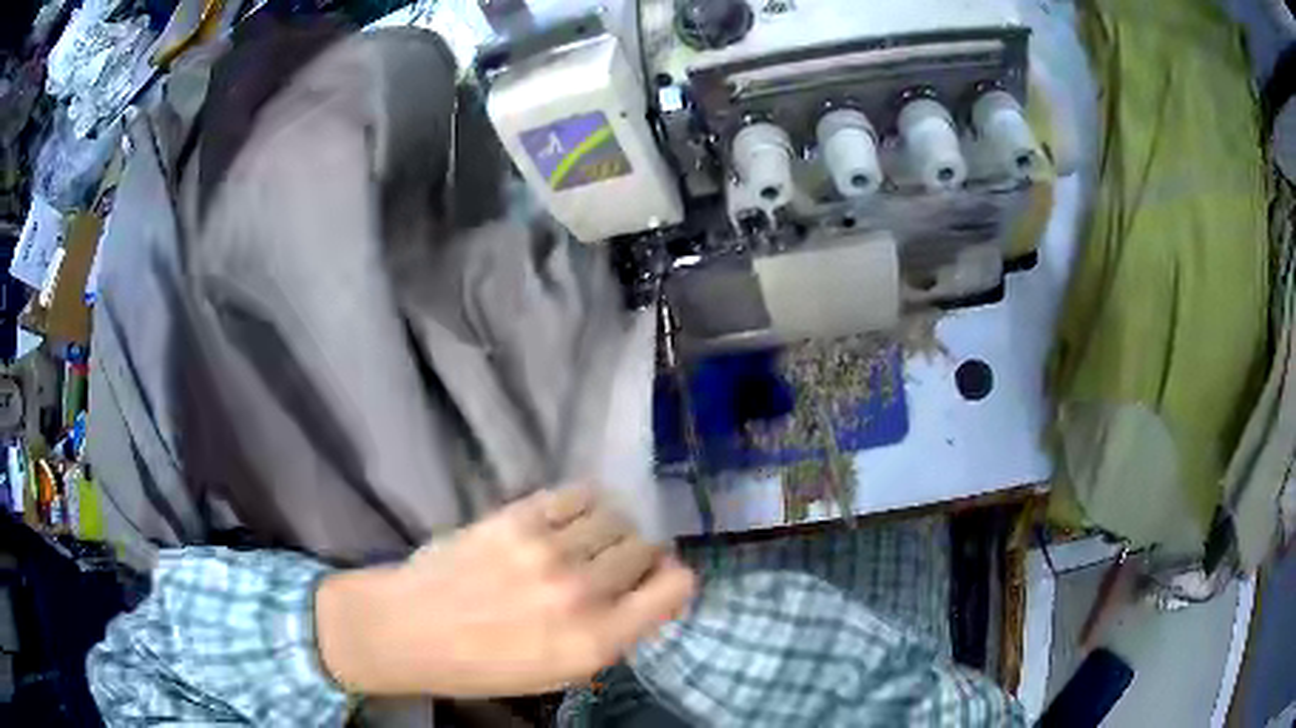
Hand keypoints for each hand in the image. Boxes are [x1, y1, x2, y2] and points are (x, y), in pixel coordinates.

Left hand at [315, 486, 695, 696]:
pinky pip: (578, 493)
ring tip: (585, 540)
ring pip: (616, 516)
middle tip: (610, 564)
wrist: (410, 629)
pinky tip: (567, 519)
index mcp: (597, 641)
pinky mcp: (518, 517)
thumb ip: (611, 635)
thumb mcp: (560, 672)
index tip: (654, 581)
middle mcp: (583, 592)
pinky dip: (583, 504)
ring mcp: (549, 549)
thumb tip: (644, 594)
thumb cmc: (484, 665)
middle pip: (646, 547)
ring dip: (609, 528)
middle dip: (637, 556)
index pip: (677, 587)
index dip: (671, 580)